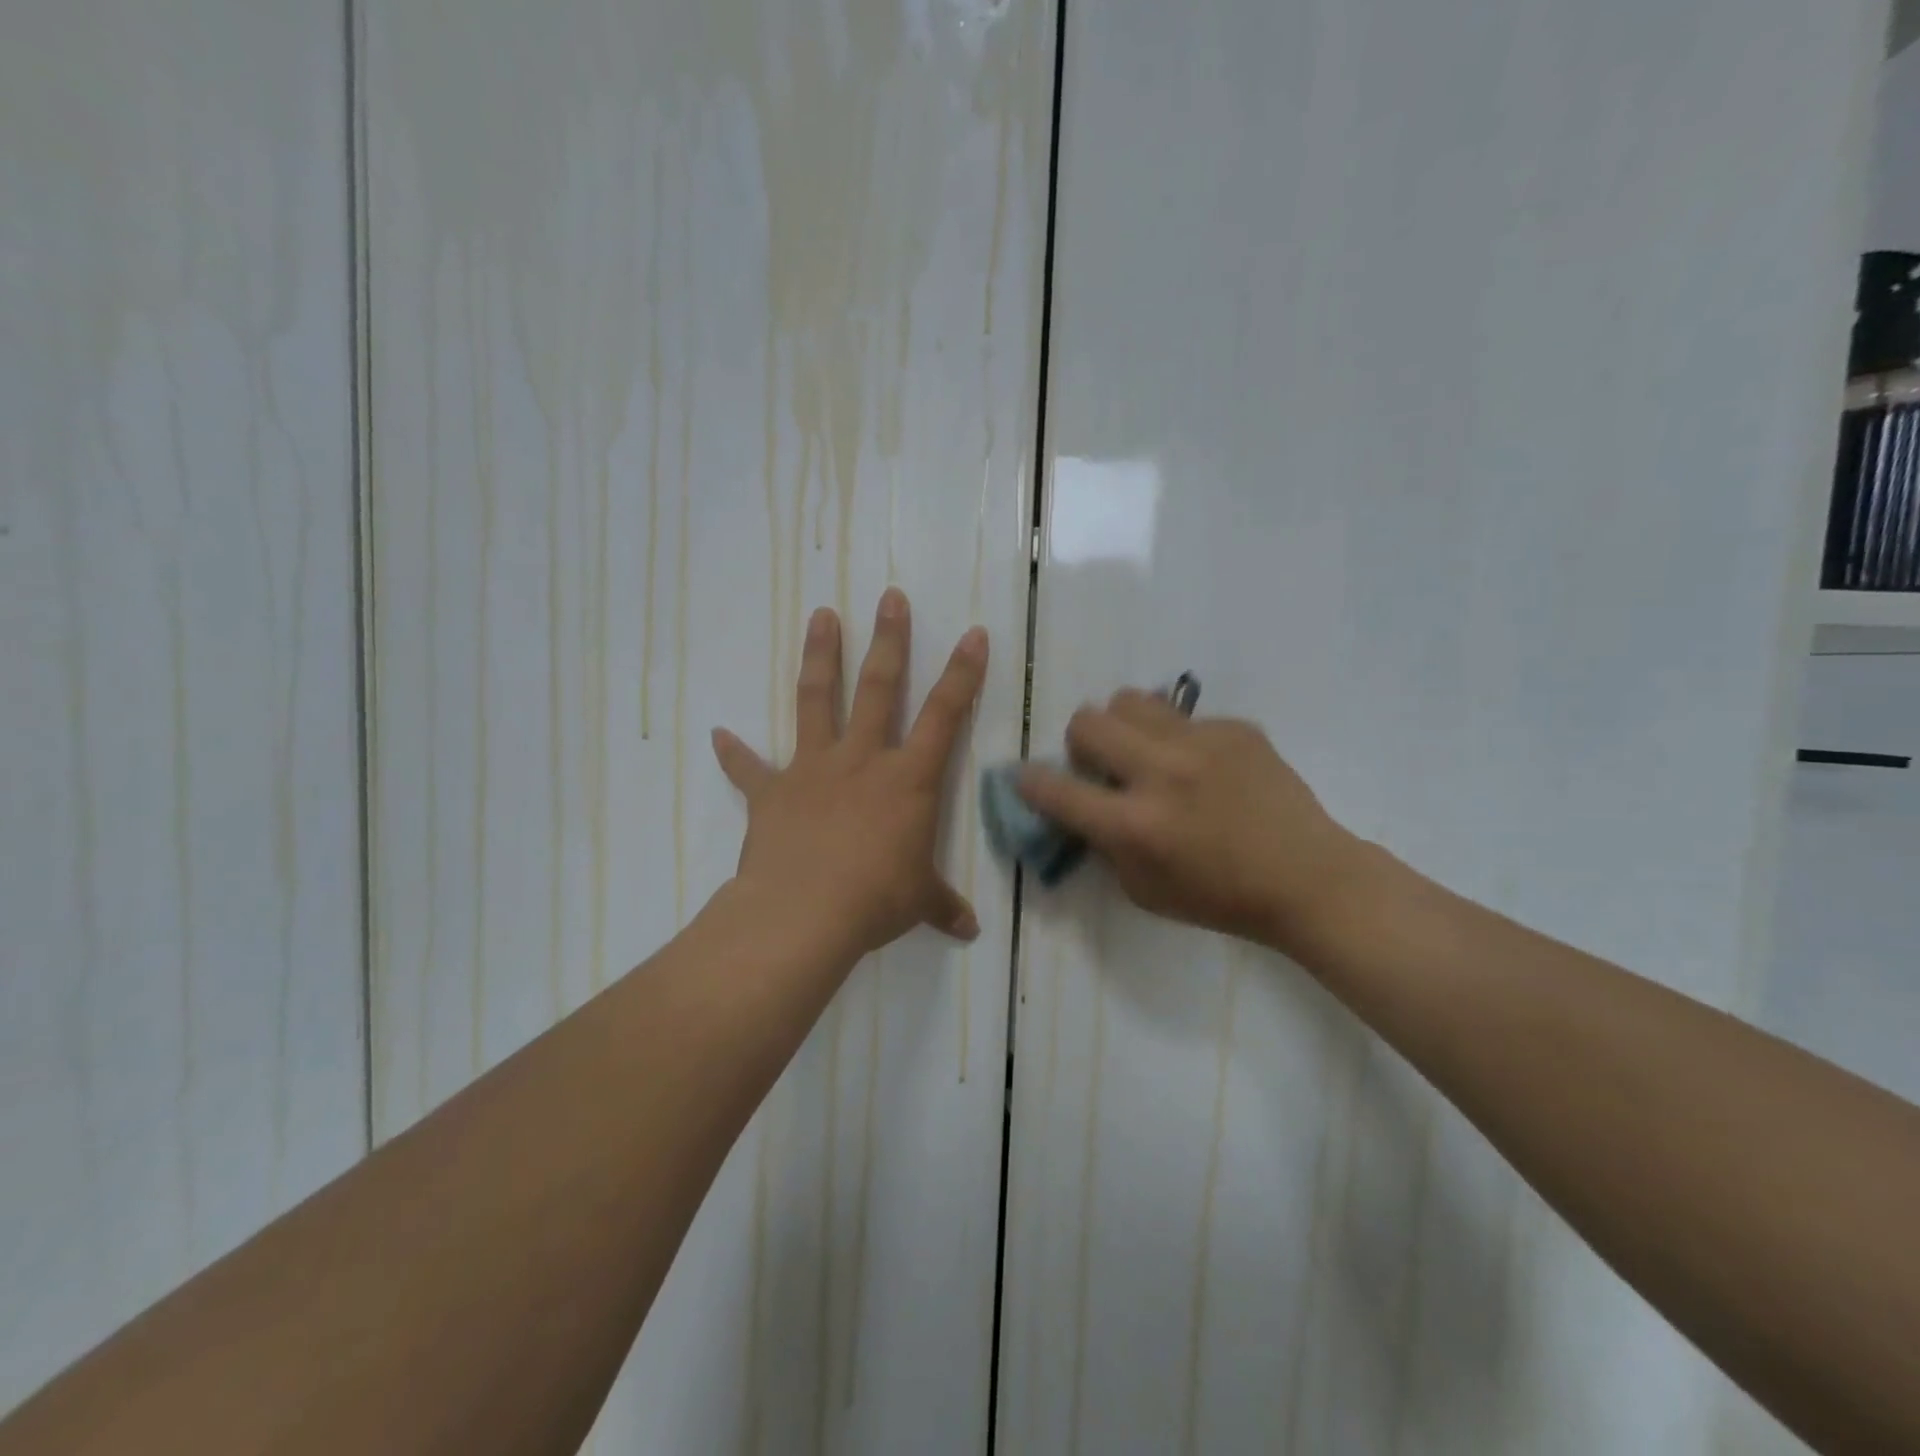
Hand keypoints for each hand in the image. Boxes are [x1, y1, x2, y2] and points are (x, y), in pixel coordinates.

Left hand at [711, 588, 987, 963]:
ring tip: (821, 614)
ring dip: (820, 656)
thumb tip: (968, 930)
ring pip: (816, 700)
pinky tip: (718, 735)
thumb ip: (942, 906)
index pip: (944, 716)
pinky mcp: (772, 793)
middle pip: (878, 687)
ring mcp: (813, 770)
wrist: (802, 914)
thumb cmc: (875, 900)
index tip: (974, 633)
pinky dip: (734, 754)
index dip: (963, 674)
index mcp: (908, 779)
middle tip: (889, 596)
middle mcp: (862, 760)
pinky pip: (749, 770)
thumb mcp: (917, 902)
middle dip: (888, 639)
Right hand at [1018, 691, 1363, 951]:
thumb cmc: (1219, 897)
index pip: (1057, 790)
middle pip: (1087, 722)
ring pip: (1130, 699)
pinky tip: (1202, 767)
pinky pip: (1182, 716)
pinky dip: (1176, 738)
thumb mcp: (1143, 890)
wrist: (1307, 878)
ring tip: (1144, 751)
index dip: (1030, 782)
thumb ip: (1103, 844)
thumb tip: (1080, 806)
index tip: (1027, 778)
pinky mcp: (1234, 727)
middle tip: (1101, 765)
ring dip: (1123, 725)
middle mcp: (1161, 772)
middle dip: (1080, 743)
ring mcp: (1201, 742)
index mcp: (1135, 824)